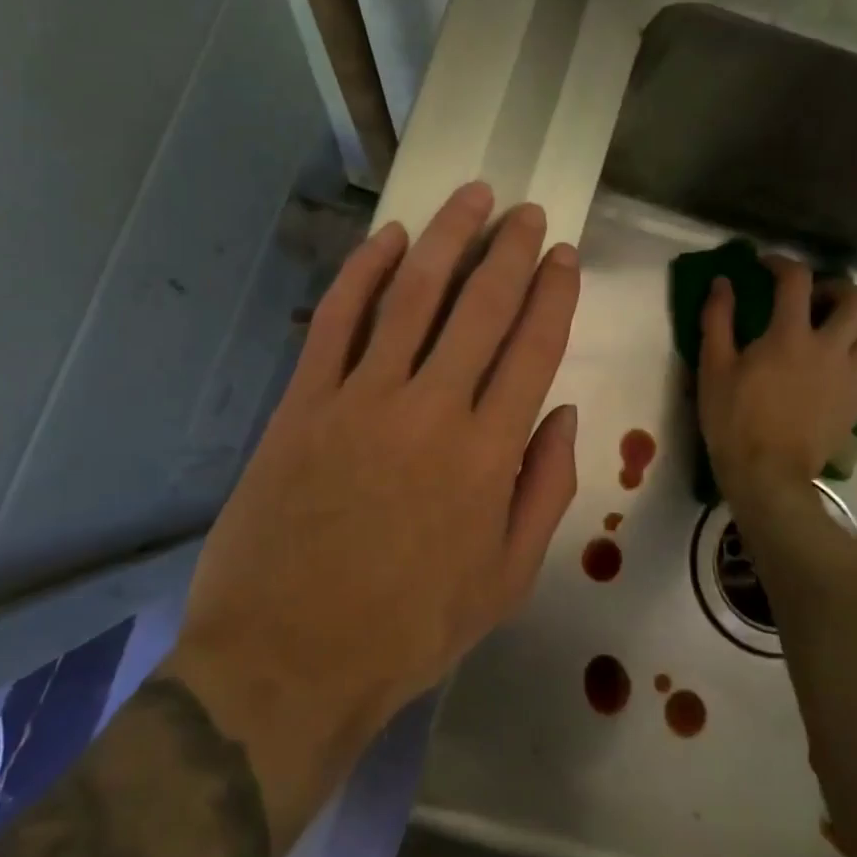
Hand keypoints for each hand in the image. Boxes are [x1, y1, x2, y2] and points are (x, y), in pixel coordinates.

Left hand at [170, 182, 580, 833]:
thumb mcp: (506, 581)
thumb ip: (545, 490)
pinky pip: (337, 320)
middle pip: (481, 306)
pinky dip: (363, 272)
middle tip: (525, 212)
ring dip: (446, 238)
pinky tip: (387, 239)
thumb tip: (566, 414)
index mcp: (489, 454)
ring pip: (412, 295)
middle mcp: (433, 408)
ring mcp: (362, 398)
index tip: (562, 254)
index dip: (553, 294)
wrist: (290, 659)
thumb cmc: (409, 630)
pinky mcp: (304, 402)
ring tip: (471, 198)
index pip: (534, 348)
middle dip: (510, 250)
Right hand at [698, 258, 856, 514]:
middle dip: (839, 289)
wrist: (766, 474)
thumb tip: (723, 282)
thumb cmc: (733, 419)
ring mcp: (853, 379)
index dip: (782, 263)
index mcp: (790, 335)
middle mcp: (831, 349)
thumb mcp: (713, 366)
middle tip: (815, 301)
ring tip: (842, 331)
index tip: (767, 266)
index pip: (796, 280)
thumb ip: (717, 319)